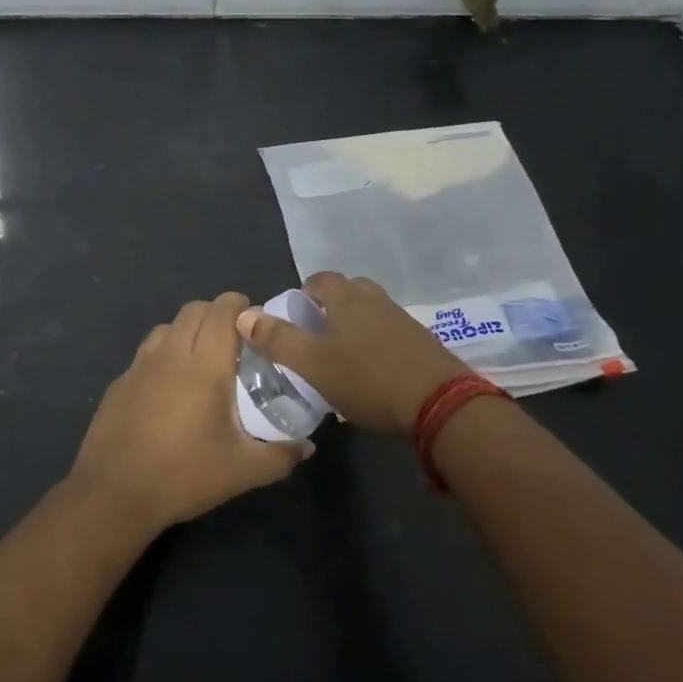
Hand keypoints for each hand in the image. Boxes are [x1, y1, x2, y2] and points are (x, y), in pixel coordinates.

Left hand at [68, 292, 312, 536]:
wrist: (114, 494)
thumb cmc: (184, 475)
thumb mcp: (243, 471)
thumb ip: (281, 455)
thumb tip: (308, 447)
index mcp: (204, 365)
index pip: (222, 310)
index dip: (240, 305)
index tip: (256, 322)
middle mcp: (171, 354)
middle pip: (194, 309)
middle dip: (217, 314)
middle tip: (235, 341)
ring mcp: (139, 366)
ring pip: (167, 327)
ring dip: (188, 331)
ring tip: (202, 361)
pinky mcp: (119, 384)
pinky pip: (146, 353)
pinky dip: (164, 356)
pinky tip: (169, 390)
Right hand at [236, 272, 467, 433]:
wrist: (439, 403)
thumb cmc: (368, 379)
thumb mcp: (313, 364)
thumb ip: (278, 339)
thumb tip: (243, 315)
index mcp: (348, 298)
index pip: (320, 279)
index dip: (302, 294)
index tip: (292, 319)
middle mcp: (376, 300)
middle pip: (347, 292)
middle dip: (328, 308)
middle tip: (314, 336)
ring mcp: (403, 320)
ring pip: (369, 313)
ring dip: (353, 326)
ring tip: (339, 357)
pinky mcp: (421, 342)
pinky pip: (388, 333)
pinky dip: (374, 343)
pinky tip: (369, 373)